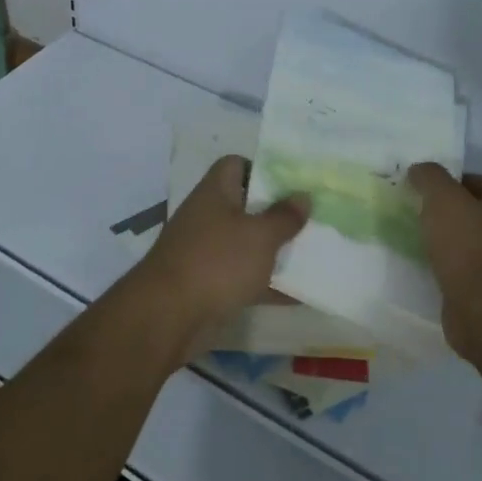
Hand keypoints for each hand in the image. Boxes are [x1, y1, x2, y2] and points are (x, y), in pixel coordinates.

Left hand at [128, 155, 308, 365]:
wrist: (168, 316)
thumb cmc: (217, 262)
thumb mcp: (260, 236)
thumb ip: (284, 216)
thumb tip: (303, 196)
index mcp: (215, 192)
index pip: (235, 164)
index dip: (262, 169)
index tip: (291, 184)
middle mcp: (208, 217)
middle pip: (245, 206)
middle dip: (277, 214)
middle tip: (312, 220)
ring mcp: (205, 252)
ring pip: (246, 244)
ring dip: (274, 251)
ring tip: (314, 255)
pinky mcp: (208, 285)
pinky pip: (243, 278)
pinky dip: (267, 285)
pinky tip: (300, 296)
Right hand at [408, 163, 481, 359]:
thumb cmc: (467, 245)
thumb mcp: (443, 198)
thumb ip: (430, 177)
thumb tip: (419, 170)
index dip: (460, 179)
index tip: (431, 185)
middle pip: (478, 212)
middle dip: (451, 210)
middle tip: (419, 209)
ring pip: (469, 242)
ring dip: (447, 239)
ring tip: (416, 237)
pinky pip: (463, 270)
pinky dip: (446, 266)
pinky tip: (424, 266)